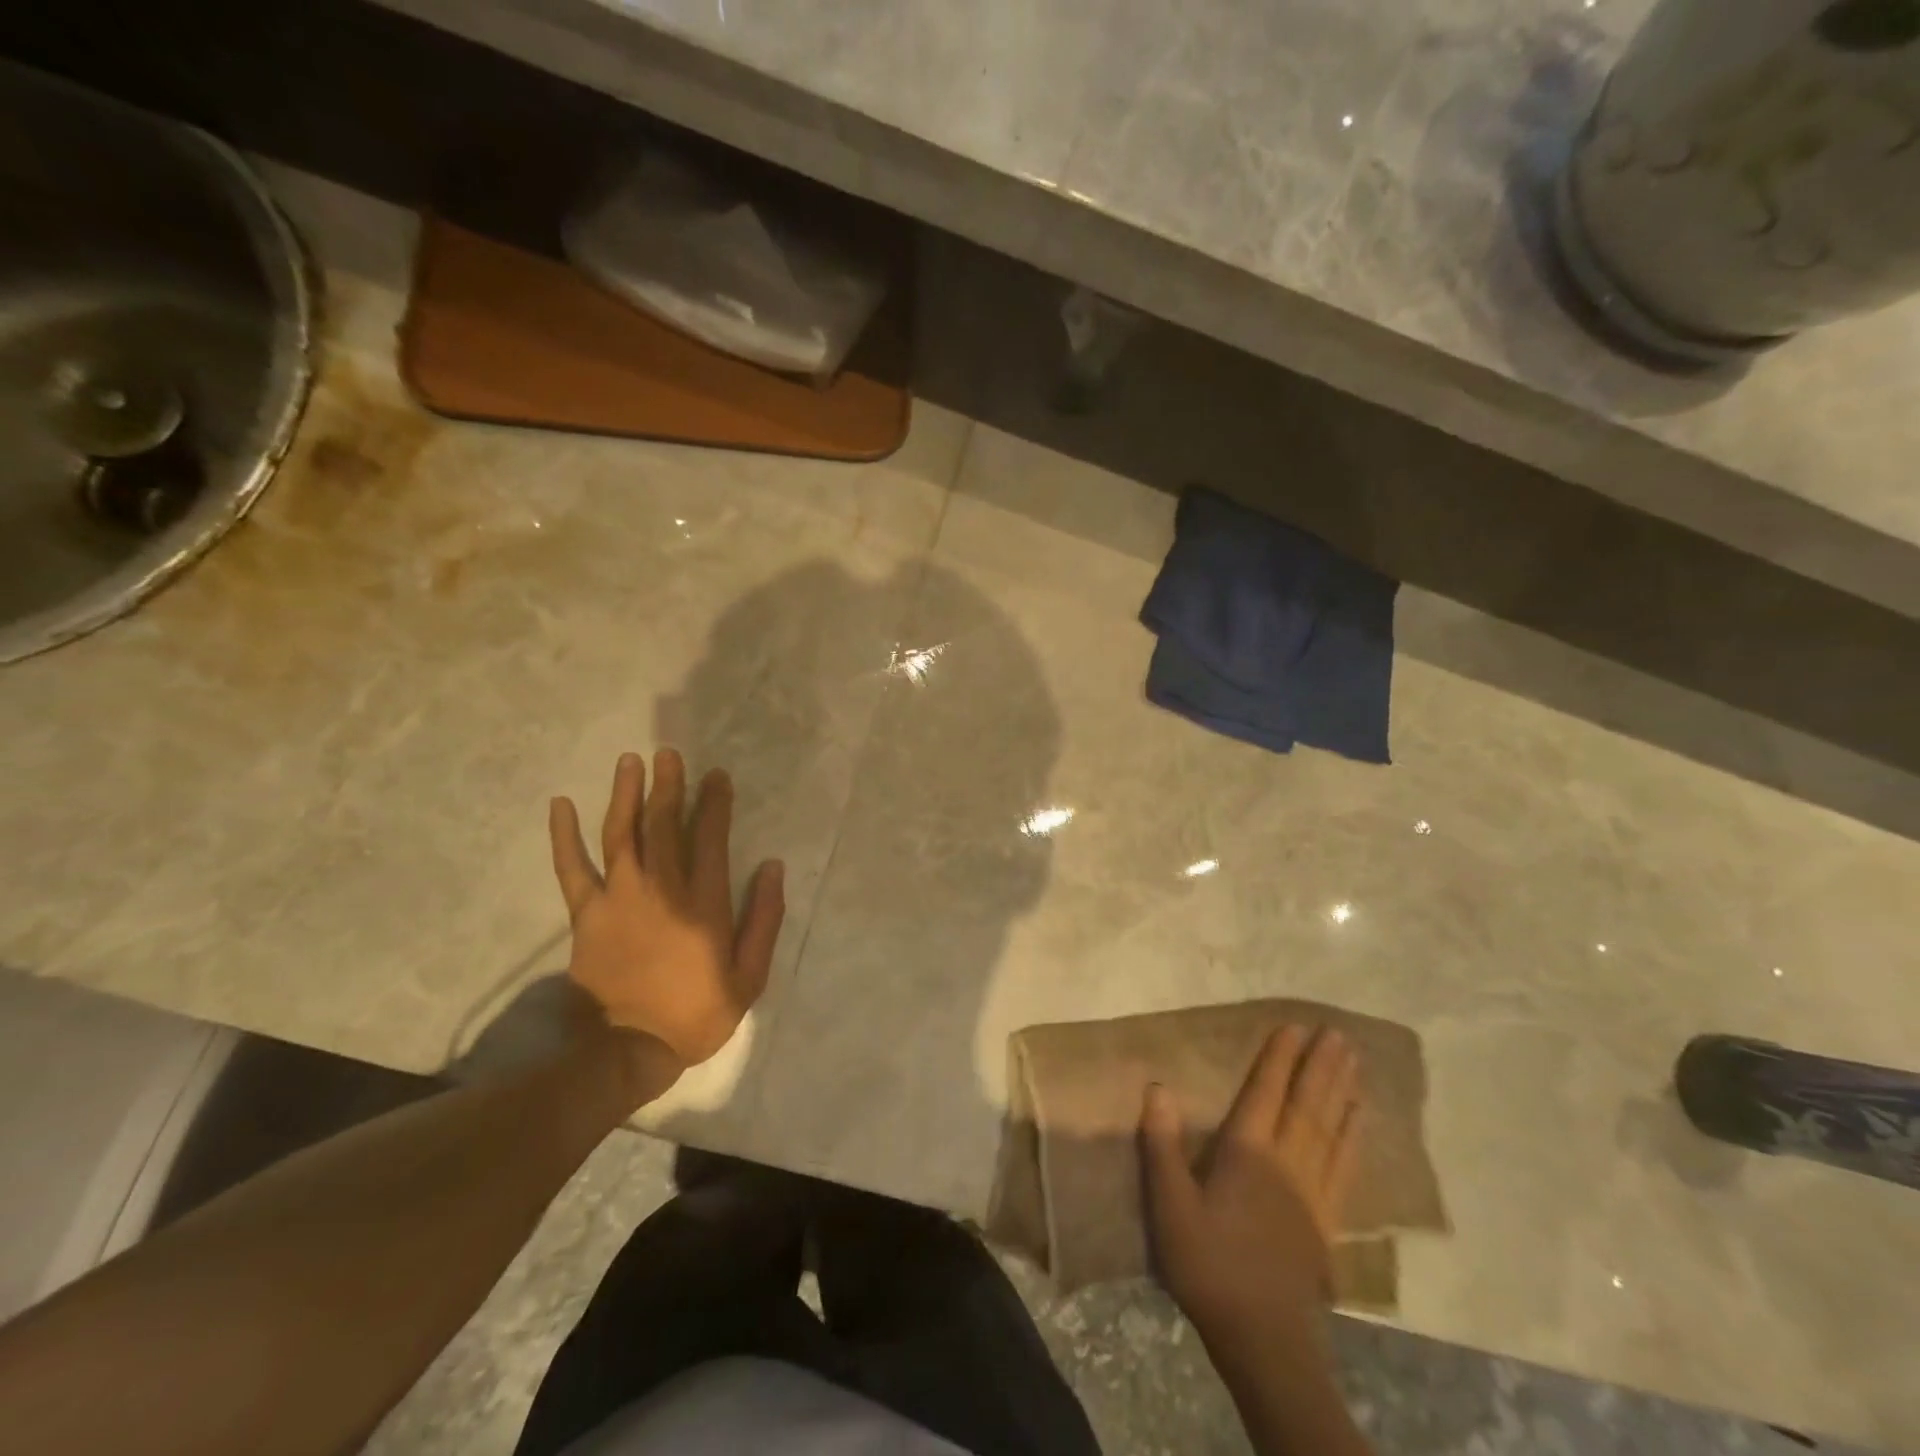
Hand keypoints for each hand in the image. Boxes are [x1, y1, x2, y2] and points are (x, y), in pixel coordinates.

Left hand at [549, 749, 783, 1065]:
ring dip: (626, 794)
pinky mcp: (586, 914)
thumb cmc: (698, 1012)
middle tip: (669, 754)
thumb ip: (764, 918)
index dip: (714, 803)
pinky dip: (564, 836)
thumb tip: (772, 867)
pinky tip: (561, 804)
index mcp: (703, 902)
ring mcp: (619, 898)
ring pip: (621, 834)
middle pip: (663, 825)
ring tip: (630, 762)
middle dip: (669, 786)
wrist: (629, 1049)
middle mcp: (661, 888)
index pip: (710, 838)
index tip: (716, 776)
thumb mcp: (750, 974)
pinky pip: (572, 868)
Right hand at [1140, 1025, 1362, 1352]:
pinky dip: (1354, 1136)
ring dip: (1342, 1092)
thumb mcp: (1170, 1208)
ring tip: (1355, 1062)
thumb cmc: (1209, 1267)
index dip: (1279, 1058)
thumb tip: (1157, 1086)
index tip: (1294, 1026)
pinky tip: (1360, 1120)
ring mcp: (1313, 1192)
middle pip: (1307, 1105)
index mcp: (1247, 1154)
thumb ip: (1162, 1145)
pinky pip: (1346, 1165)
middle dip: (1321, 1066)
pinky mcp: (1327, 1219)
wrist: (1264, 1341)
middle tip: (1338, 1033)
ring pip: (1332, 1130)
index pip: (1265, 1093)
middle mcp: (1286, 1163)